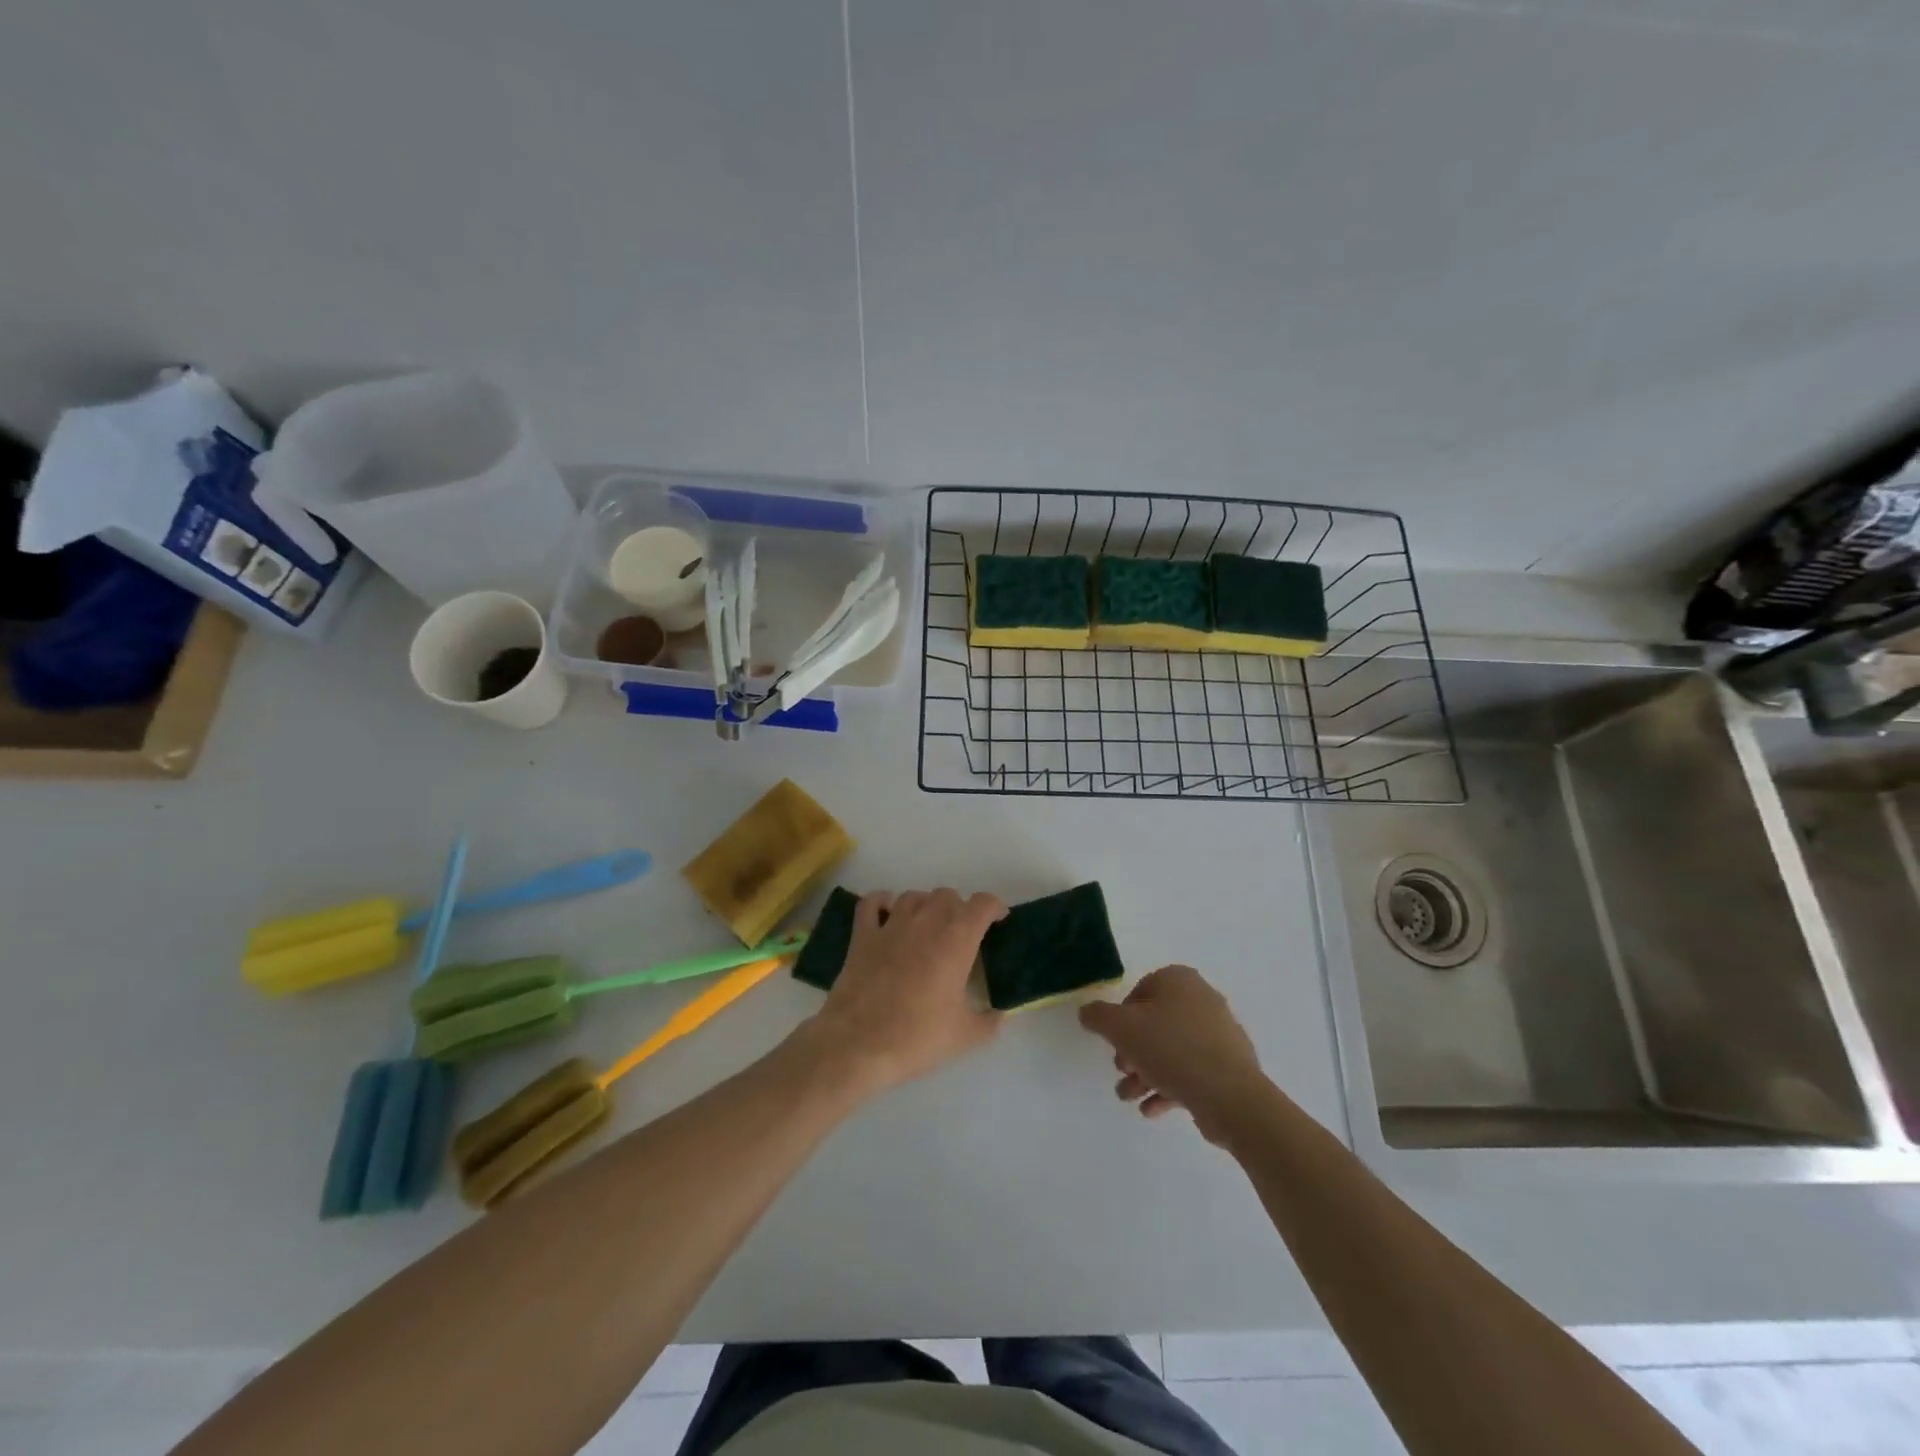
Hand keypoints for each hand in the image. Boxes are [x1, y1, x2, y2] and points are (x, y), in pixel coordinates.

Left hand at [801, 888, 1006, 1094]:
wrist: (858, 1044)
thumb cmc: (917, 1037)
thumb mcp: (965, 1036)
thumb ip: (990, 1021)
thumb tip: (1000, 1014)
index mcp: (956, 940)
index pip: (982, 904)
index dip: (995, 907)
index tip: (998, 921)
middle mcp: (925, 922)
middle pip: (947, 895)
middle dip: (959, 909)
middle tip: (961, 934)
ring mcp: (890, 925)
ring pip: (914, 896)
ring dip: (926, 905)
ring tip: (929, 926)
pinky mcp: (862, 935)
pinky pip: (872, 903)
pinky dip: (883, 902)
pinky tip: (888, 913)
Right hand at [1079, 965, 1264, 1143]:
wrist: (1230, 1096)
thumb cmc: (1171, 1049)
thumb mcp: (1121, 1028)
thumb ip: (1098, 1016)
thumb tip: (1087, 1012)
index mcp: (1179, 981)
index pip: (1140, 991)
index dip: (1121, 1017)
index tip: (1114, 1042)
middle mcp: (1202, 1000)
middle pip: (1156, 1023)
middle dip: (1133, 1051)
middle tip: (1121, 1071)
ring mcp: (1219, 1034)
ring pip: (1172, 1050)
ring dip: (1146, 1073)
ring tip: (1130, 1097)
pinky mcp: (1229, 1066)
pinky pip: (1191, 1070)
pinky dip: (1169, 1087)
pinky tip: (1152, 1110)